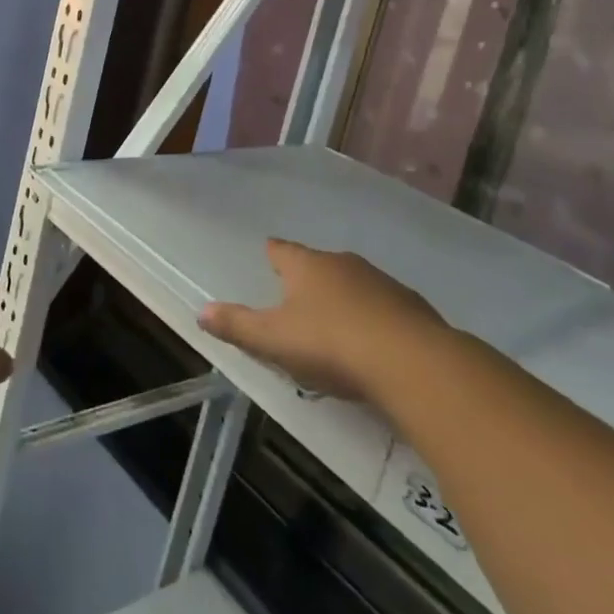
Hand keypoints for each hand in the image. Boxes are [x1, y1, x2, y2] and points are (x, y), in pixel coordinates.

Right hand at [198, 240, 446, 401]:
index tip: (267, 257)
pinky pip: (385, 307)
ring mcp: (381, 283)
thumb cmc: (331, 343)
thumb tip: (200, 312)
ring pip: (354, 283)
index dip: (272, 254)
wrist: (412, 362)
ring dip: (344, 298)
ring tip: (335, 324)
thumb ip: (237, 325)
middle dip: (308, 278)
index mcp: (305, 265)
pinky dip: (375, 318)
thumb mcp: (273, 339)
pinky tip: (374, 342)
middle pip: (318, 264)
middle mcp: (342, 263)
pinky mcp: (413, 307)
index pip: (281, 250)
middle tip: (296, 299)